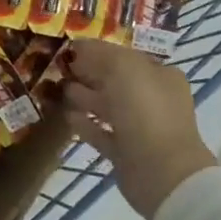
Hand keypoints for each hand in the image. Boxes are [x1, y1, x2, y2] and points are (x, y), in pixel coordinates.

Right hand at [63, 41, 215, 219]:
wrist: (161, 172)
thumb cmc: (145, 111)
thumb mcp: (123, 68)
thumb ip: (99, 54)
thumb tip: (78, 47)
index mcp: (160, 75)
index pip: (125, 56)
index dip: (98, 51)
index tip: (70, 50)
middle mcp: (153, 99)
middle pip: (115, 81)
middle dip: (88, 74)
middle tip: (59, 69)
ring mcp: (141, 128)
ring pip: (107, 107)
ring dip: (84, 97)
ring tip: (58, 90)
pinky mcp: (127, 153)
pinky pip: (102, 133)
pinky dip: (86, 124)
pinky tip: (67, 117)